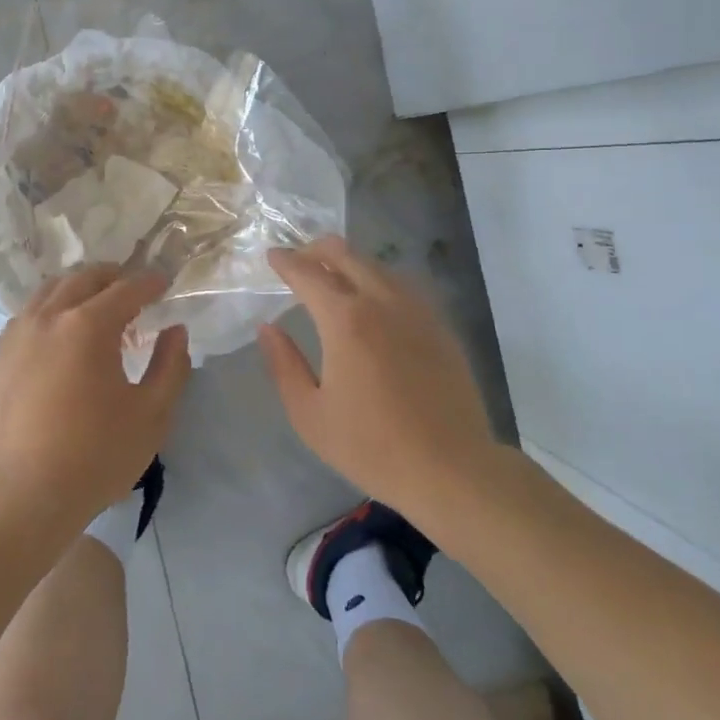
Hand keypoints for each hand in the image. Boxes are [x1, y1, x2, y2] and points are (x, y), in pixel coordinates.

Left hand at [0, 266, 190, 535]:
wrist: (26, 494)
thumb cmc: (97, 455)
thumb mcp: (152, 414)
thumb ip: (171, 365)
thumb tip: (175, 331)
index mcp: (88, 325)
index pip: (126, 289)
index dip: (150, 283)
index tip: (165, 283)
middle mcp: (50, 317)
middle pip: (84, 279)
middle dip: (113, 277)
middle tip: (134, 289)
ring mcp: (19, 335)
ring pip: (51, 290)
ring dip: (79, 287)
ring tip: (97, 304)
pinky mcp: (0, 356)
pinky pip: (29, 314)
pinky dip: (51, 308)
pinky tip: (60, 330)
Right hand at [258, 236, 499, 525]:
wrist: (451, 469)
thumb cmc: (371, 447)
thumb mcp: (310, 414)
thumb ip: (283, 365)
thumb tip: (268, 328)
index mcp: (345, 320)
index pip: (308, 274)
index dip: (286, 262)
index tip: (272, 257)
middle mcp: (381, 302)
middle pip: (346, 254)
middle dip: (316, 249)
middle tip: (299, 259)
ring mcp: (416, 311)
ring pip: (377, 266)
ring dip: (349, 262)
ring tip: (333, 275)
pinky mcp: (439, 326)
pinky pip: (403, 285)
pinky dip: (378, 279)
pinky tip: (374, 299)